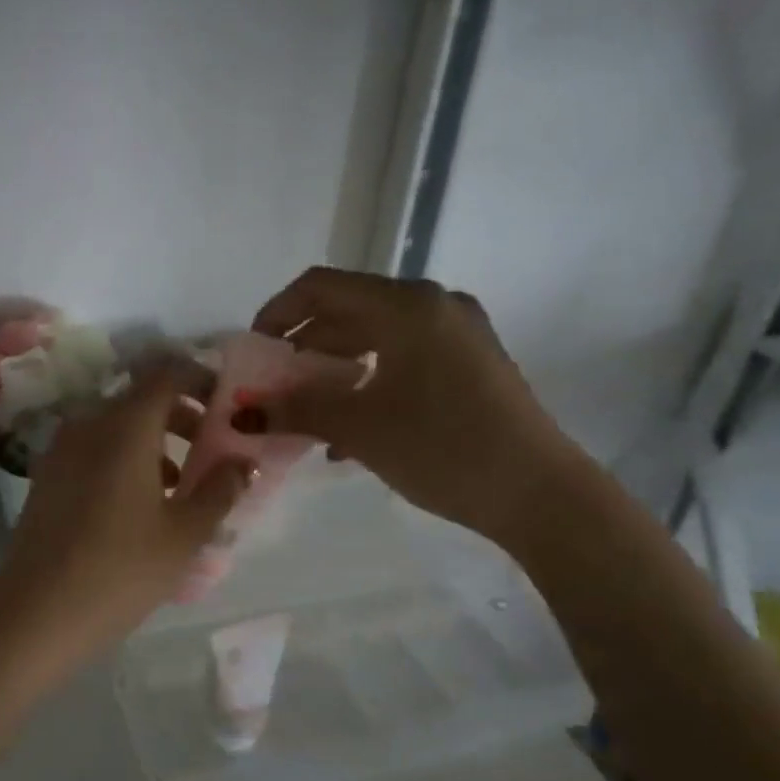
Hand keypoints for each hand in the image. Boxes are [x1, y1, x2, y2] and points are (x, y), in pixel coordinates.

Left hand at [0, 365, 247, 655]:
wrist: (36, 612)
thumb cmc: (121, 568)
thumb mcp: (184, 533)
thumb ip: (220, 489)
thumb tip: (244, 462)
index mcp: (125, 426)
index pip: (166, 374)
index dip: (200, 379)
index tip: (226, 403)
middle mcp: (88, 424)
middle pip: (140, 399)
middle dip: (180, 415)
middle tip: (210, 448)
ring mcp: (60, 449)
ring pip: (115, 426)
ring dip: (151, 442)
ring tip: (179, 485)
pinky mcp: (45, 476)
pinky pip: (93, 449)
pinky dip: (122, 458)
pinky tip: (137, 504)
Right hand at [251, 268, 582, 547]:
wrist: (538, 493)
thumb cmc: (442, 448)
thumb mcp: (359, 427)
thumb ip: (295, 409)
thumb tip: (241, 413)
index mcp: (406, 306)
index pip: (321, 287)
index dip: (278, 312)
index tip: (254, 351)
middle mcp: (433, 305)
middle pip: (349, 309)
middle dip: (304, 345)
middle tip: (274, 384)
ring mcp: (458, 332)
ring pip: (376, 335)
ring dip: (334, 366)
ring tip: (307, 408)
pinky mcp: (471, 362)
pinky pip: (404, 355)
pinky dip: (369, 378)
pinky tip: (350, 425)